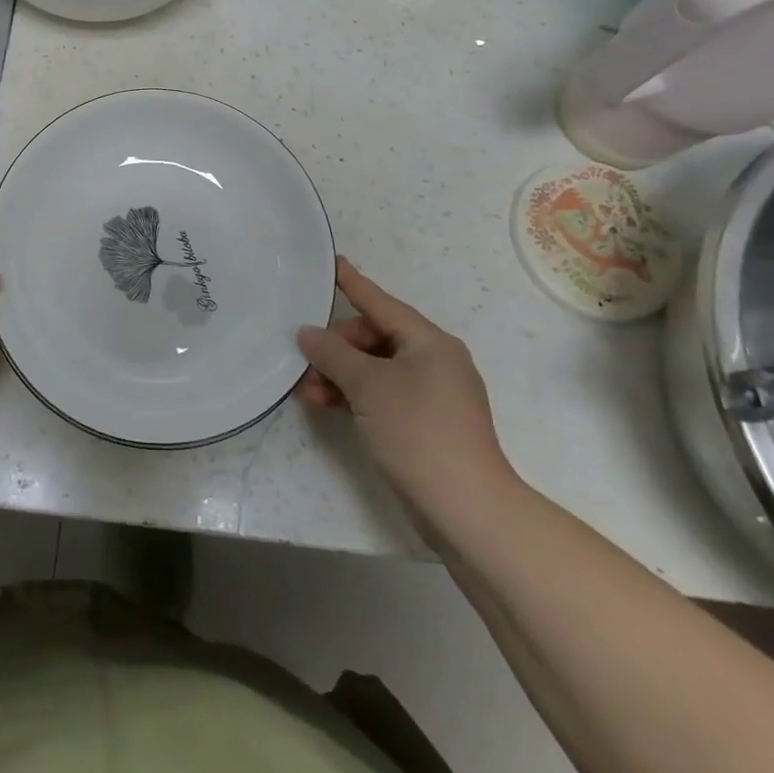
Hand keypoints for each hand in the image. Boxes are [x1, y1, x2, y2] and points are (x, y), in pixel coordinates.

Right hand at [297, 258, 516, 531]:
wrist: (467, 510)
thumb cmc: (418, 431)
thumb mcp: (368, 386)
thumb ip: (333, 354)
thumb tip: (308, 333)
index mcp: (429, 342)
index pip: (381, 303)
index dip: (353, 283)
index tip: (332, 263)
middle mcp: (435, 361)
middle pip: (375, 338)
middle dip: (337, 348)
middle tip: (306, 362)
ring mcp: (433, 395)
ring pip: (376, 370)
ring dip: (340, 375)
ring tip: (307, 391)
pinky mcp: (427, 425)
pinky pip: (383, 395)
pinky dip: (355, 396)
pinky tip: (325, 405)